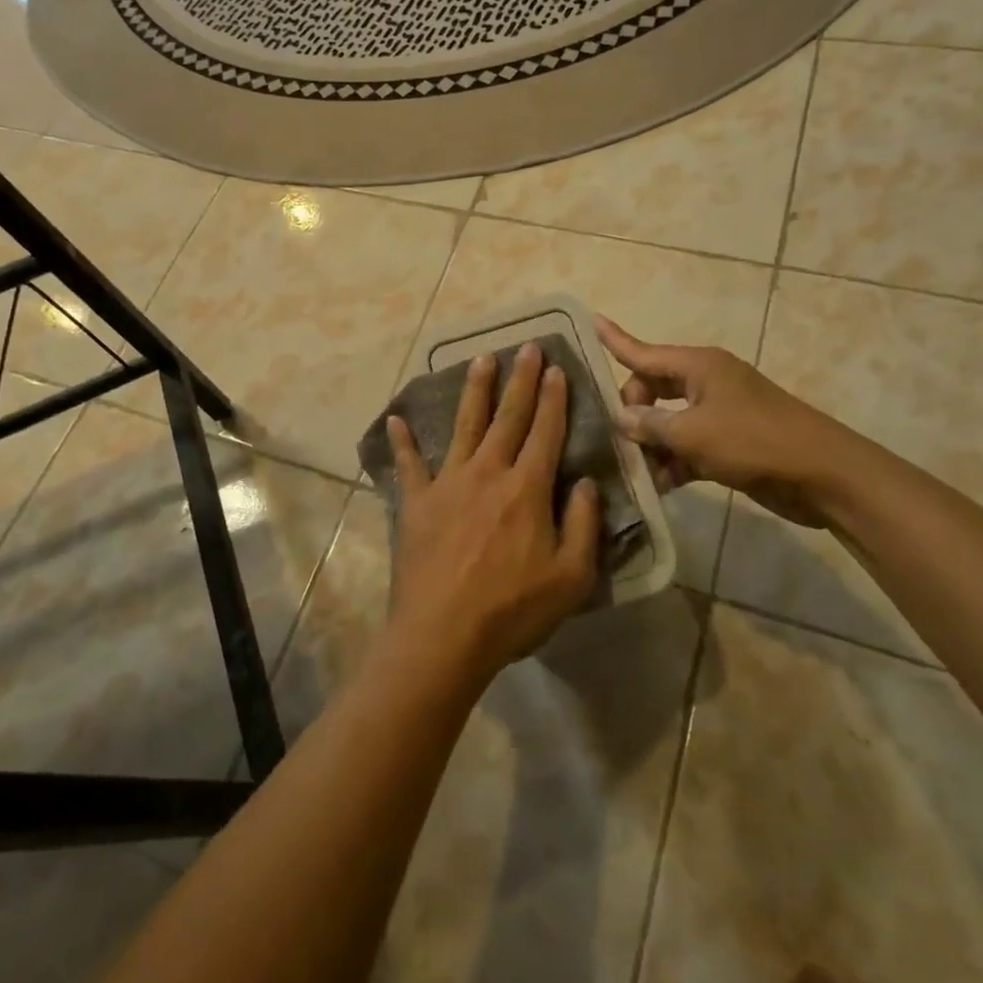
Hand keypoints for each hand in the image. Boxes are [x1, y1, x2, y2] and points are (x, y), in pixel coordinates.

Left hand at [385, 342, 603, 682]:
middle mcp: (488, 473)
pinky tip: (395, 419)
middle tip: (526, 346)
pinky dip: (402, 442)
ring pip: (464, 425)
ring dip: (474, 391)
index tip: (556, 368)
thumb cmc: (513, 610)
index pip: (545, 432)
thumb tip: (586, 481)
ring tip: (481, 359)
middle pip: (507, 417)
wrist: (443, 635)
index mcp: (527, 489)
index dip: (553, 398)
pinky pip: (409, 464)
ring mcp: (448, 483)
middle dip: (520, 380)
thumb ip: (584, 524)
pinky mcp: (417, 501)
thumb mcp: (571, 577)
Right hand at [596, 317, 871, 529]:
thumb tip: (621, 418)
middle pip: (651, 388)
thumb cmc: (754, 441)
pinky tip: (657, 486)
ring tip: (631, 470)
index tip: (589, 321)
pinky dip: (673, 462)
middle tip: (619, 440)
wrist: (823, 475)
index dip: (614, 339)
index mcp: (698, 366)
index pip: (643, 351)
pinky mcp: (728, 443)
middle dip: (632, 412)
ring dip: (651, 443)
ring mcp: (718, 413)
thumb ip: (651, 424)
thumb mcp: (693, 433)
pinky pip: (687, 445)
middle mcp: (705, 382)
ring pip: (668, 421)